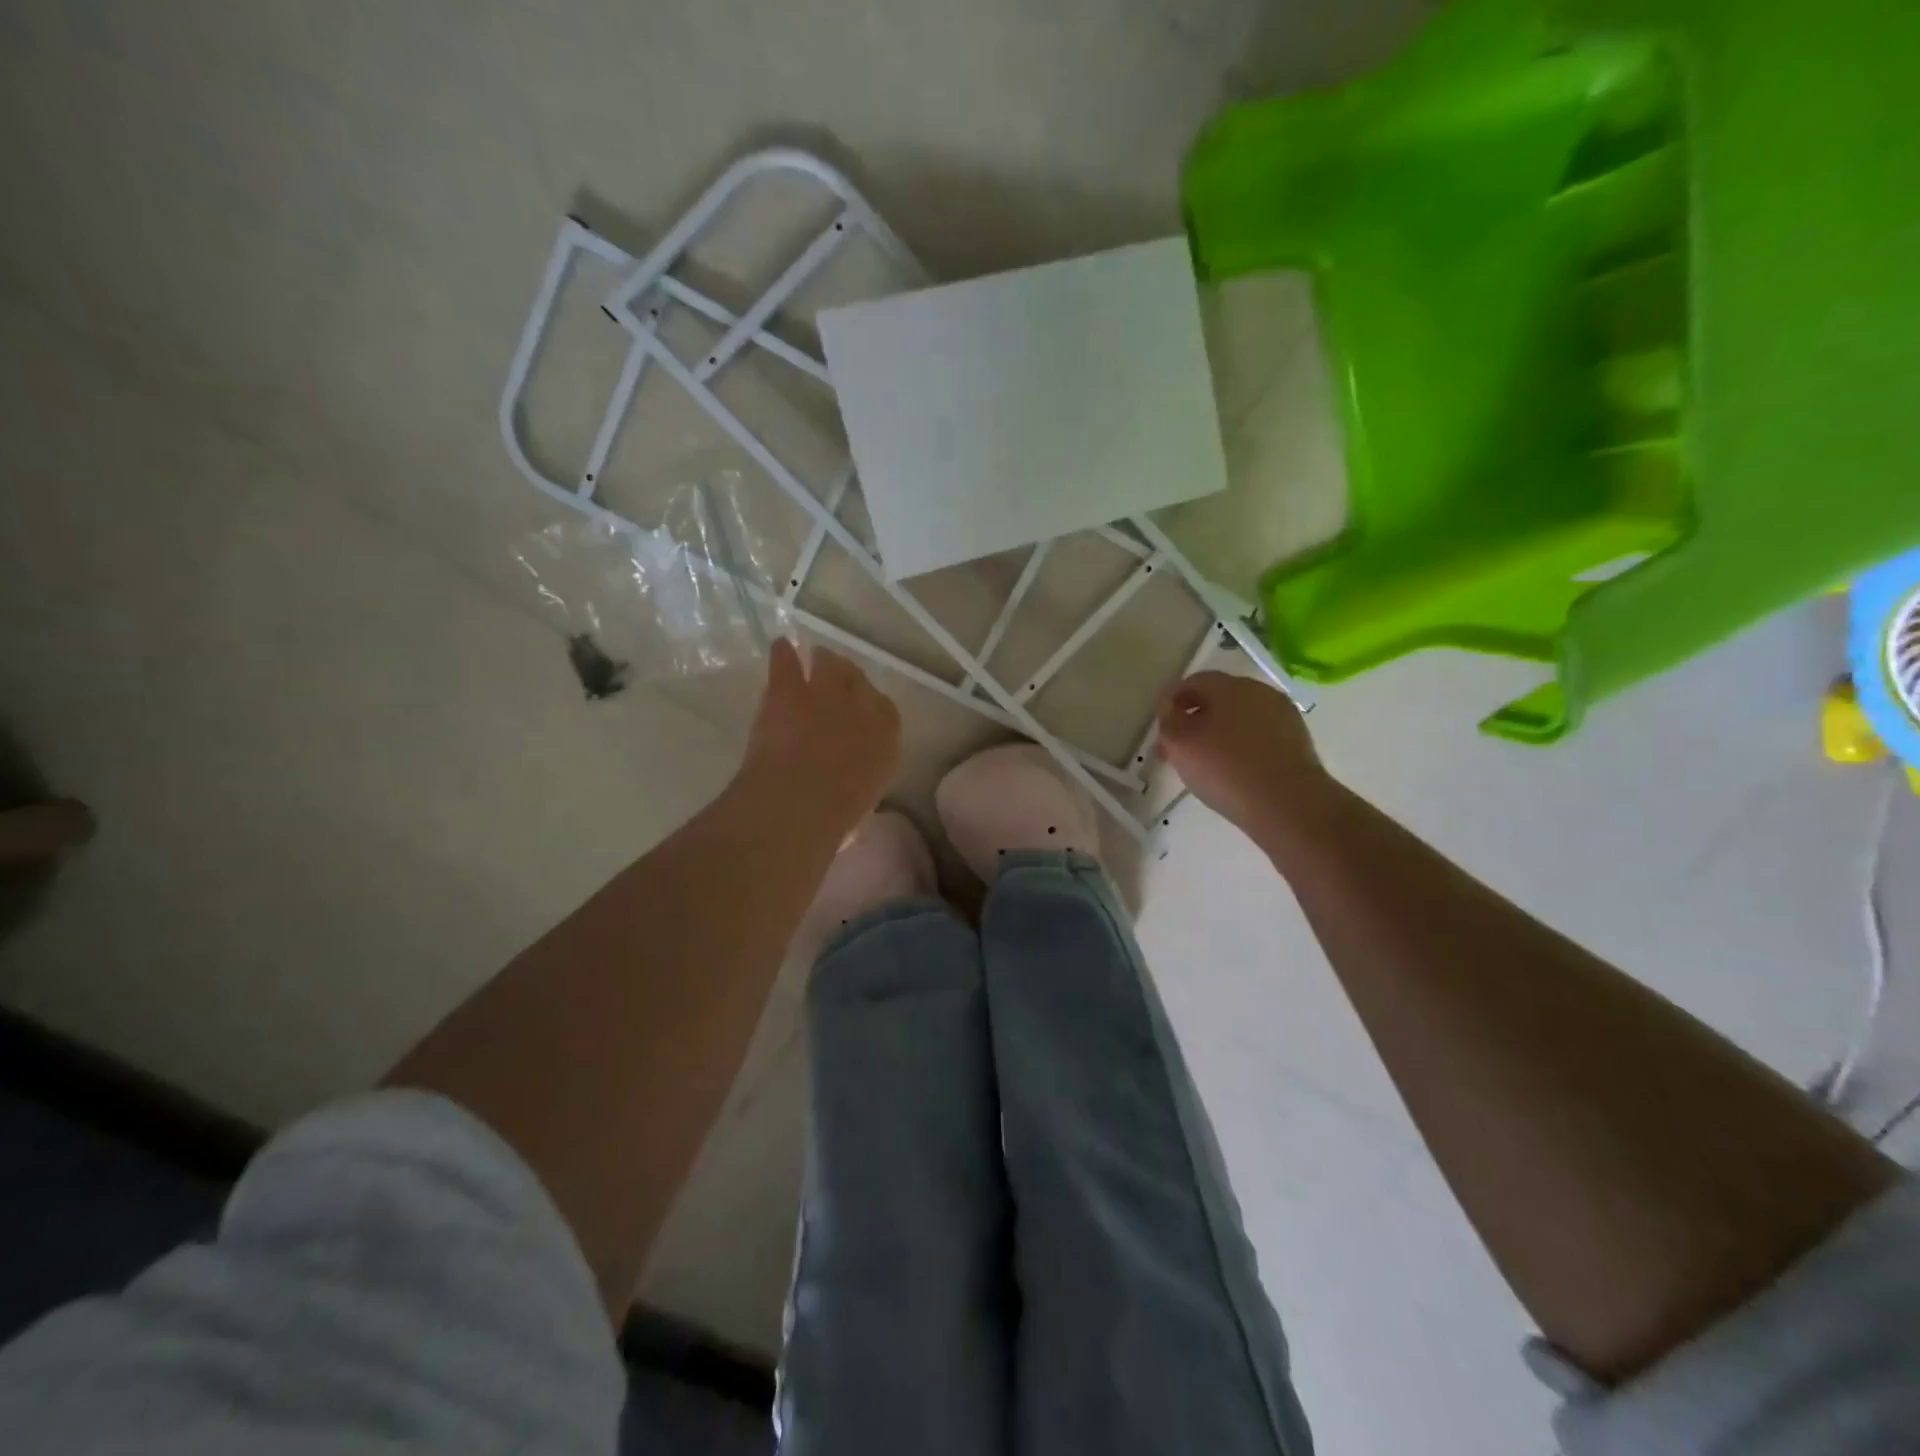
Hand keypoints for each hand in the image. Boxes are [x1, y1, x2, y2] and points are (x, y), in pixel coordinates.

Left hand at [738, 640, 899, 836]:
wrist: (799, 802)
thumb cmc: (835, 817)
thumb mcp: (862, 801)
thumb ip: (861, 781)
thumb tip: (852, 784)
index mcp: (886, 740)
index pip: (885, 712)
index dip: (870, 707)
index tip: (861, 710)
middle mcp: (862, 708)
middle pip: (859, 681)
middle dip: (850, 679)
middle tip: (839, 678)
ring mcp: (825, 693)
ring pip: (828, 665)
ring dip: (823, 661)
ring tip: (818, 657)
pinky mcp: (788, 691)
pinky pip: (787, 663)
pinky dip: (783, 654)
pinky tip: (780, 645)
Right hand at [1155, 672, 1336, 843]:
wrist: (1287, 803)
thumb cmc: (1225, 767)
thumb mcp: (1179, 742)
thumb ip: (1168, 719)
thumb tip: (1169, 707)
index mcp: (1229, 685)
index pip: (1194, 682)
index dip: (1172, 701)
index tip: (1160, 726)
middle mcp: (1259, 692)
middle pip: (1218, 700)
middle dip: (1194, 720)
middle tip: (1176, 749)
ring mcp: (1283, 716)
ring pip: (1239, 719)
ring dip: (1217, 734)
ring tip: (1203, 764)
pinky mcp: (1297, 741)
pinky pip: (1258, 737)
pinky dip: (1240, 747)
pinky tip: (1233, 771)